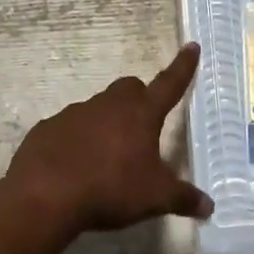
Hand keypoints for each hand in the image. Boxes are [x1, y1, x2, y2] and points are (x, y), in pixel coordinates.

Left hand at [3, 43, 212, 234]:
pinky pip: (68, 128)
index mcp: (140, 114)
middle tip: (142, 125)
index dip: (183, 67)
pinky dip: (76, 140)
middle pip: (129, 88)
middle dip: (139, 99)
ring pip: (97, 108)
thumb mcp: (154, 199)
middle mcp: (108, 105)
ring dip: (106, 123)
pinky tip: (75, 165)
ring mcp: (74, 113)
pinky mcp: (47, 128)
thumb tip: (209, 206)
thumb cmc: (110, 190)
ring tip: (107, 156)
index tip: (191, 47)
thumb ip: (183, 199)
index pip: (169, 84)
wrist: (45, 196)